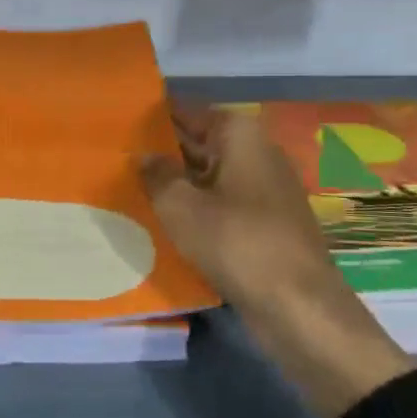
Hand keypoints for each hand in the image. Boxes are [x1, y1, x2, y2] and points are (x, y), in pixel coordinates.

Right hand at [140, 102, 412, 417]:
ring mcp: (266, 189)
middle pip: (201, 143)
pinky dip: (198, 208)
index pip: (188, 113)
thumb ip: (157, 175)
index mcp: (240, 135)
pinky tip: (168, 221)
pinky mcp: (268, 223)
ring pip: (211, 176)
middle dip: (164, 151)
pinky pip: (223, 204)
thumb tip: (145, 156)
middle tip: (119, 158)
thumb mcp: (180, 206)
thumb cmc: (235, 241)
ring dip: (179, 183)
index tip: (120, 123)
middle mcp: (257, 153)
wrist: (297, 304)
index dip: (155, 117)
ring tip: (134, 189)